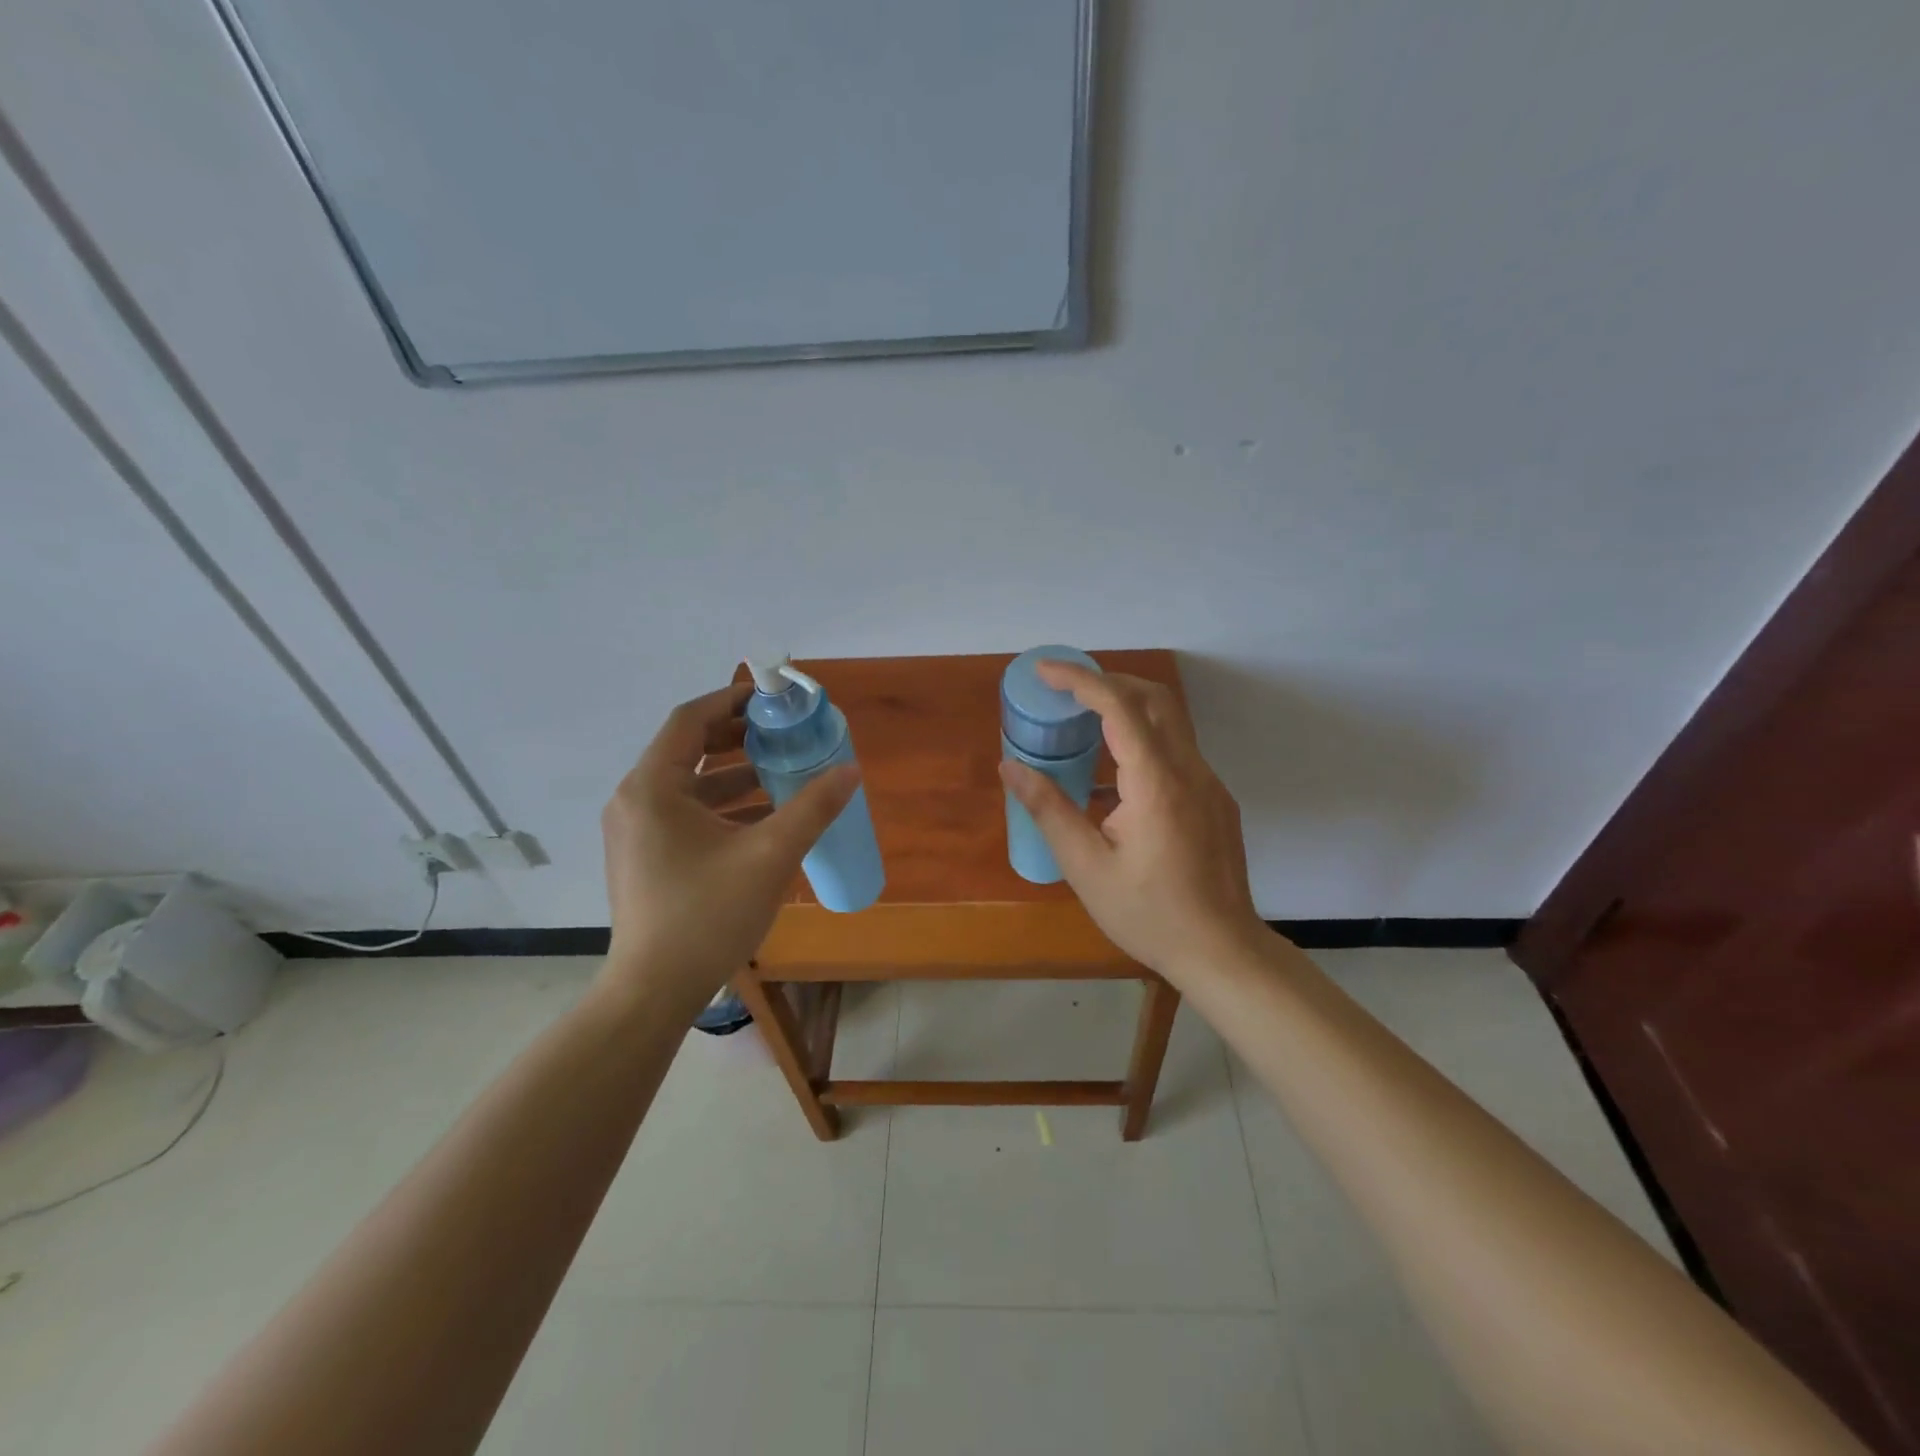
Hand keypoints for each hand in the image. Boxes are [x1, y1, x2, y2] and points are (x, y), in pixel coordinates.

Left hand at [601, 682, 857, 1006]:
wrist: (654, 992)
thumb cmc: (707, 915)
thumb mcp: (770, 856)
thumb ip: (813, 808)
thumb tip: (851, 769)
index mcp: (653, 788)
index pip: (691, 720)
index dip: (732, 700)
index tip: (772, 697)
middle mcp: (636, 801)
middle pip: (688, 749)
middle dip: (739, 738)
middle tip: (784, 733)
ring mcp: (637, 832)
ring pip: (690, 785)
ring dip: (735, 775)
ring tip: (784, 772)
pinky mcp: (646, 858)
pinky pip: (687, 814)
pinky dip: (724, 807)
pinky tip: (765, 819)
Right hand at [999, 664, 1267, 982]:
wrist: (1222, 952)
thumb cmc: (1148, 914)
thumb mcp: (1086, 866)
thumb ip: (1049, 809)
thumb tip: (1010, 767)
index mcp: (1156, 783)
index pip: (1119, 707)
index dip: (1080, 680)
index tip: (1044, 671)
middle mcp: (1190, 771)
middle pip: (1154, 699)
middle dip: (1108, 682)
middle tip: (1066, 691)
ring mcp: (1210, 784)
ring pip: (1171, 723)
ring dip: (1127, 709)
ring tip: (1083, 724)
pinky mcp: (1216, 801)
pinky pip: (1178, 753)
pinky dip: (1143, 742)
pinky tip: (1115, 780)